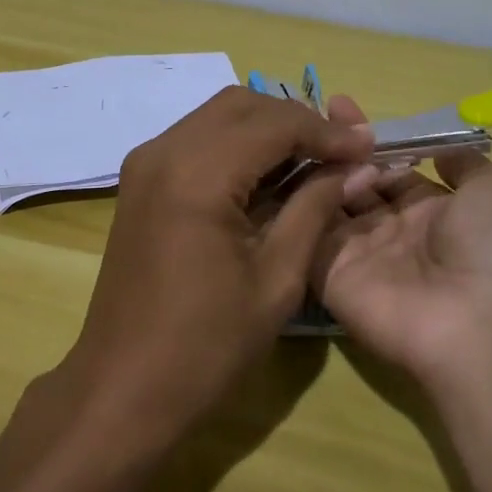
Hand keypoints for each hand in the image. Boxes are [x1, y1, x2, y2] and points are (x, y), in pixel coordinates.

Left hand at [55, 87, 372, 455]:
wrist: (123, 387)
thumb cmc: (206, 346)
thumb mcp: (277, 279)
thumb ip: (314, 208)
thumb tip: (352, 166)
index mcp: (197, 174)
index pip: (274, 123)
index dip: (326, 131)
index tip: (368, 146)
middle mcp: (164, 151)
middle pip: (242, 104)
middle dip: (296, 119)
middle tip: (340, 151)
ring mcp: (144, 163)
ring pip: (217, 116)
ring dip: (266, 127)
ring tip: (312, 160)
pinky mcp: (139, 180)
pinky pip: (196, 139)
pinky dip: (236, 143)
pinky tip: (267, 174)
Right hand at [316, 96, 491, 400]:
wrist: (477, 321)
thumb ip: (465, 163)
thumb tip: (440, 150)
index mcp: (433, 211)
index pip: (391, 167)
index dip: (369, 139)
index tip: (340, 104)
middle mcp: (392, 231)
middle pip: (355, 181)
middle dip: (335, 149)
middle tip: (309, 115)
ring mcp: (358, 254)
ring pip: (326, 203)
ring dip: (315, 169)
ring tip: (296, 133)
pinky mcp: (329, 275)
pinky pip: (306, 233)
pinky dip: (295, 203)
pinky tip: (283, 166)